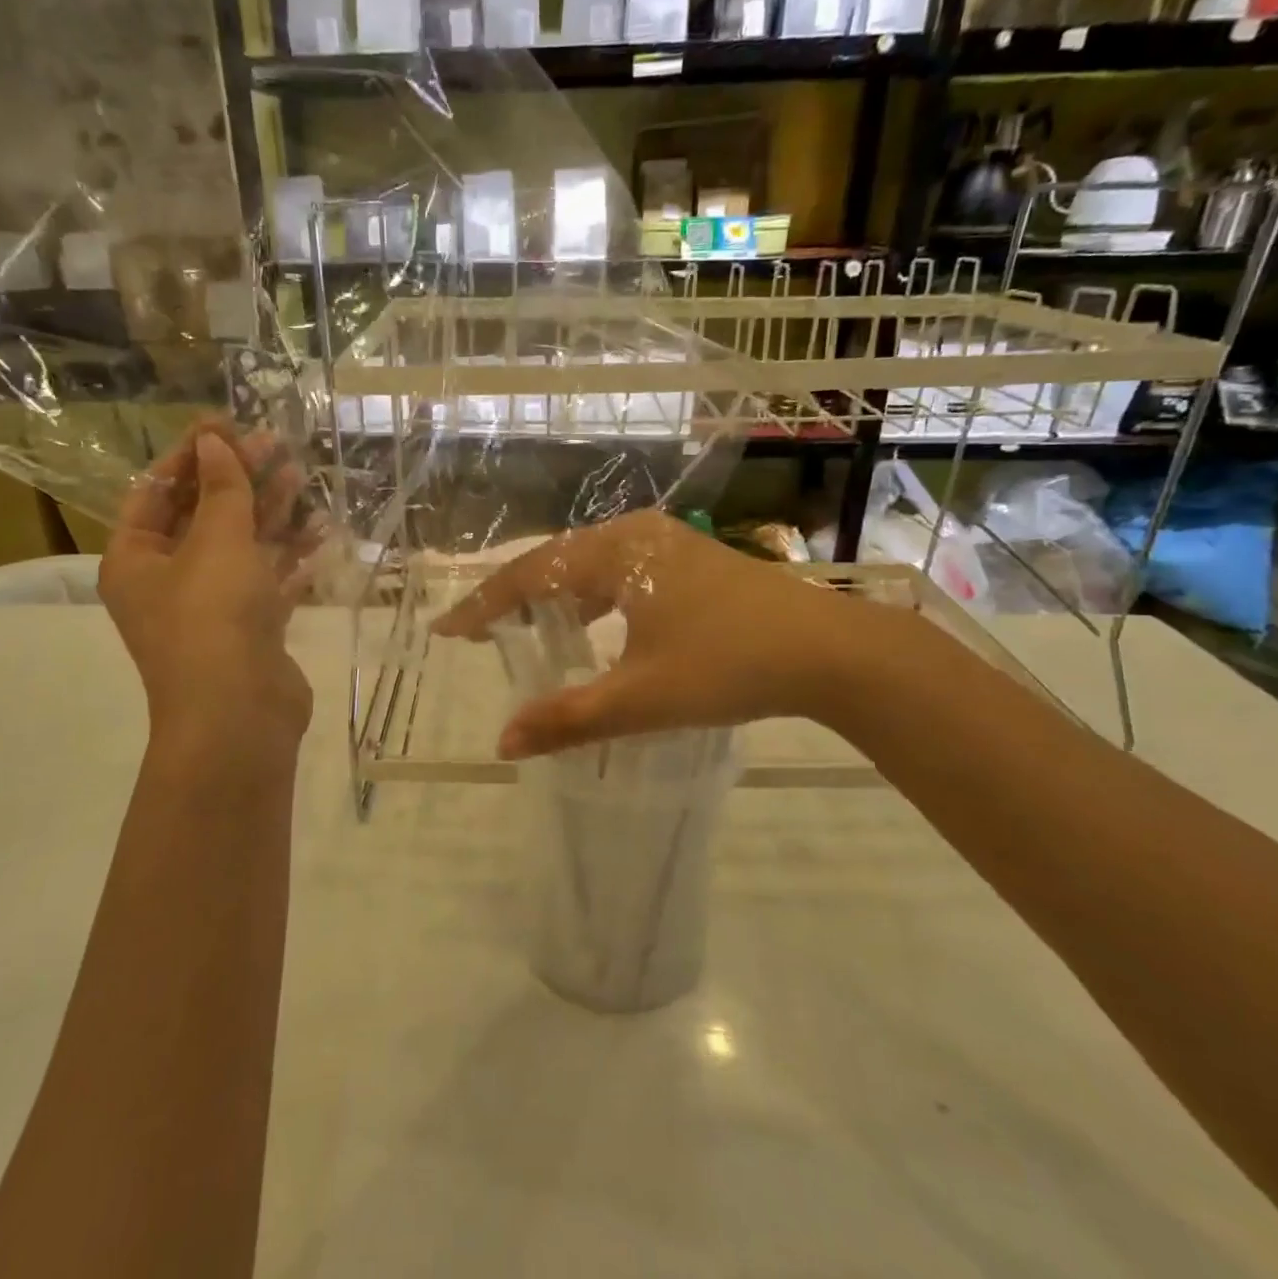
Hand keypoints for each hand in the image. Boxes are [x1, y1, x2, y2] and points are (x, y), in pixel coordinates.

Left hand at [99, 424, 313, 754]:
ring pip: (241, 546)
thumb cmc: (213, 618)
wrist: (239, 715)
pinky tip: (320, 531)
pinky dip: (290, 556)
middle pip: (202, 515)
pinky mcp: (251, 628)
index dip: (191, 456)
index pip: (156, 491)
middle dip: (238, 479)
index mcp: (136, 559)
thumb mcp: (216, 541)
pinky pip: (269, 579)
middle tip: (276, 444)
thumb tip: (214, 442)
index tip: (227, 424)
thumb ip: (221, 489)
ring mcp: (212, 607)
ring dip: (269, 512)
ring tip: (302, 476)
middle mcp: (168, 581)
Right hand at [433, 511, 907, 758]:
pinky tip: (593, 623)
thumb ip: (568, 720)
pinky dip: (592, 596)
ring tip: (526, 629)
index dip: (484, 605)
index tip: (447, 631)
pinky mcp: (691, 560)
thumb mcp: (641, 699)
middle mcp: (635, 535)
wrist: (830, 652)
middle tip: (480, 633)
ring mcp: (667, 543)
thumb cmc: (729, 666)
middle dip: (513, 596)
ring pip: (590, 564)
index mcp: (616, 554)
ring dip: (554, 595)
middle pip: (555, 561)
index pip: (529, 575)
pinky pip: (620, 571)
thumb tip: (503, 743)